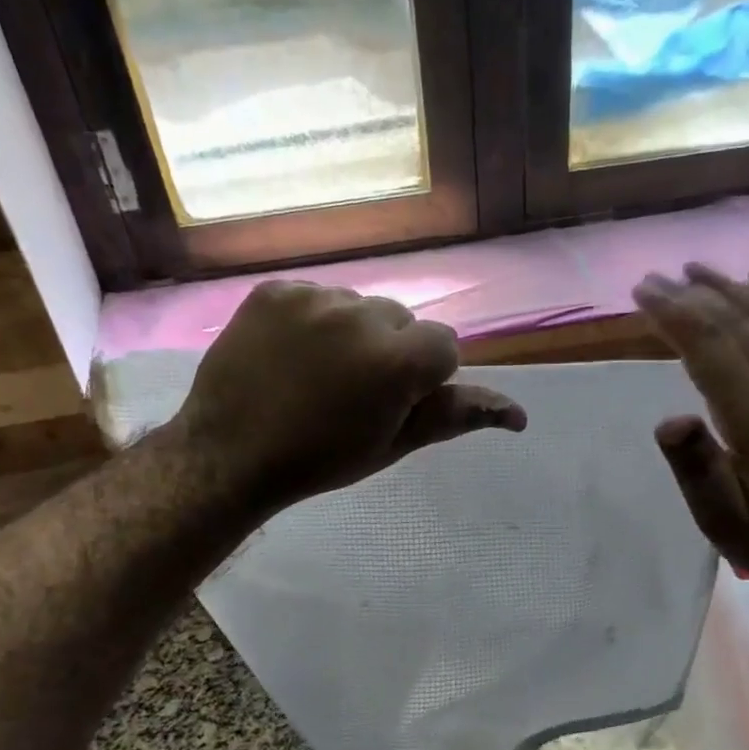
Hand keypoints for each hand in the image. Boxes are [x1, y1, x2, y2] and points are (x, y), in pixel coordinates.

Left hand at [174, 280, 526, 515]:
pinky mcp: (275, 289)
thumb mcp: (394, 444)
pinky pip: (315, 297)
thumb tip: (518, 415)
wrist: (231, 454)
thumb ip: (455, 416)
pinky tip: (290, 356)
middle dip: (391, 350)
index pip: (444, 346)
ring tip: (318, 374)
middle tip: (355, 392)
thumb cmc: (322, 460)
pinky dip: (312, 321)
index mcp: (399, 360)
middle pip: (402, 320)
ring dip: (352, 334)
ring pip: (359, 306)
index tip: (394, 403)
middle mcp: (362, 315)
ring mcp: (314, 297)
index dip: (425, 377)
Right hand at [634, 265, 748, 584]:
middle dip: (693, 296)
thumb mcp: (726, 522)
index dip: (674, 315)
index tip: (642, 291)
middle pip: (739, 323)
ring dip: (732, 288)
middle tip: (655, 278)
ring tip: (696, 269)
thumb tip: (669, 420)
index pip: (712, 348)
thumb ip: (698, 471)